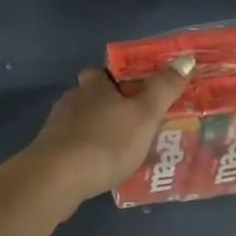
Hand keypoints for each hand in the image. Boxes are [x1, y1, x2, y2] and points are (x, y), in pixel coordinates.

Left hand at [23, 57, 193, 205]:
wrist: (57, 177)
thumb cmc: (106, 140)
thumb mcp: (144, 114)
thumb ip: (164, 88)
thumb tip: (187, 58)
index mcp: (94, 86)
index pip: (101, 72)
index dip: (116, 78)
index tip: (135, 91)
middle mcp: (72, 100)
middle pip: (91, 96)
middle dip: (110, 107)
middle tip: (135, 124)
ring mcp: (57, 127)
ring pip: (82, 122)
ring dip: (99, 131)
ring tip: (123, 150)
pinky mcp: (49, 153)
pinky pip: (73, 147)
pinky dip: (87, 153)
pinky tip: (101, 169)